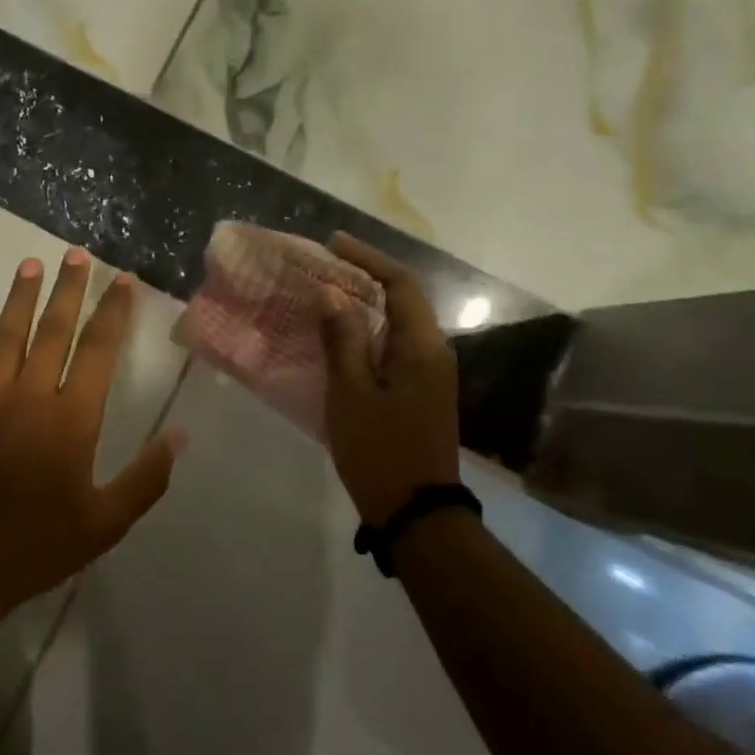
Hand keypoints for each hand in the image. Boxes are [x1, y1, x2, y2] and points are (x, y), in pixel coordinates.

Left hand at [0, 250, 186, 622]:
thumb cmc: (37, 543)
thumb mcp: (105, 522)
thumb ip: (146, 478)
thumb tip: (180, 436)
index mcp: (73, 419)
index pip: (100, 350)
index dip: (113, 312)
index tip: (122, 280)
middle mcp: (32, 394)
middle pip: (55, 329)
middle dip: (70, 288)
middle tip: (78, 254)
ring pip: (10, 332)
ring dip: (24, 294)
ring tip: (34, 262)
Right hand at [319, 233, 461, 525]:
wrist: (416, 511)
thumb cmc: (379, 448)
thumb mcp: (351, 392)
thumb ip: (342, 339)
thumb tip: (332, 294)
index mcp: (421, 346)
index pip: (400, 283)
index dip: (368, 258)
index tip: (333, 244)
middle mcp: (433, 352)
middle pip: (402, 299)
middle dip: (363, 278)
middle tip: (321, 269)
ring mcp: (430, 374)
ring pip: (396, 324)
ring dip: (363, 306)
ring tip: (323, 297)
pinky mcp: (420, 392)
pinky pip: (393, 347)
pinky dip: (366, 333)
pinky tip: (336, 339)